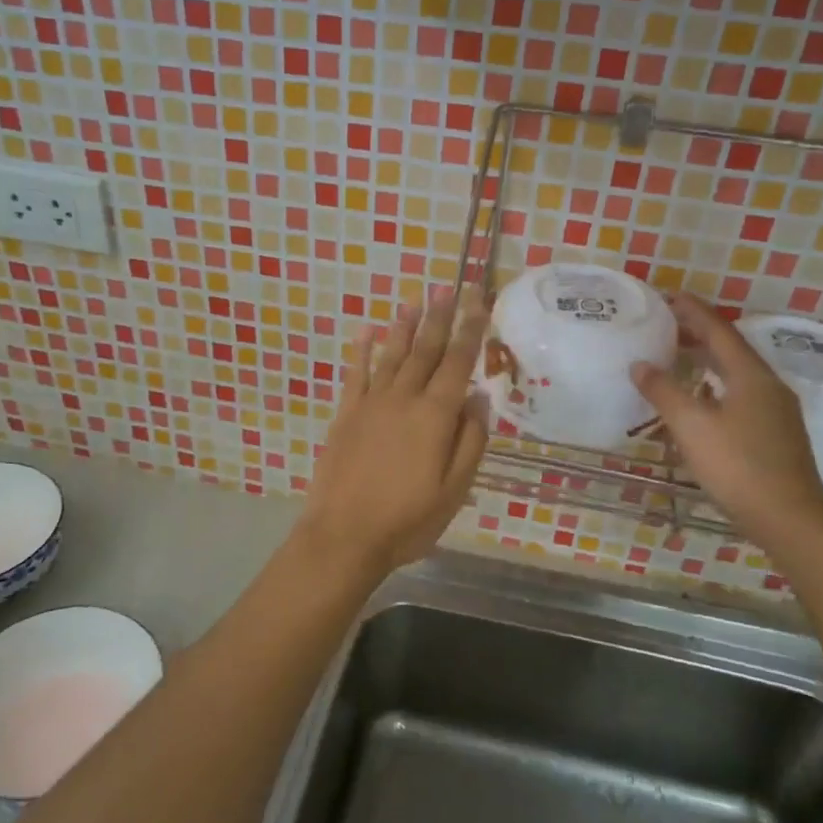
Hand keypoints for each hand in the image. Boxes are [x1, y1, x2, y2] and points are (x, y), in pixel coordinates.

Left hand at [301, 286, 488, 574]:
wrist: (344, 535)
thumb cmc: (408, 520)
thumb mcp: (455, 489)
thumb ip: (470, 440)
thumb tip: (478, 397)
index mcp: (435, 416)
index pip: (457, 363)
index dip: (470, 330)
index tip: (478, 301)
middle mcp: (404, 399)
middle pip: (425, 350)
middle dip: (440, 317)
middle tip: (449, 287)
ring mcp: (370, 404)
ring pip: (392, 354)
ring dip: (405, 326)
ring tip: (415, 300)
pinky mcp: (345, 414)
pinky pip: (356, 373)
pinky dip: (363, 350)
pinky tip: (367, 331)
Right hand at [631, 293, 822, 551]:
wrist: (790, 519)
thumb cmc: (738, 467)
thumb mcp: (691, 427)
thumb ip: (663, 392)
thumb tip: (640, 364)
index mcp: (751, 376)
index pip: (719, 331)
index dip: (693, 312)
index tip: (670, 295)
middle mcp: (769, 386)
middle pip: (731, 349)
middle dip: (699, 334)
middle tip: (667, 326)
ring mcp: (777, 412)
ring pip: (737, 374)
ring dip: (707, 361)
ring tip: (679, 358)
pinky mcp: (776, 435)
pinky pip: (741, 395)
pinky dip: (716, 386)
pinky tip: (702, 402)